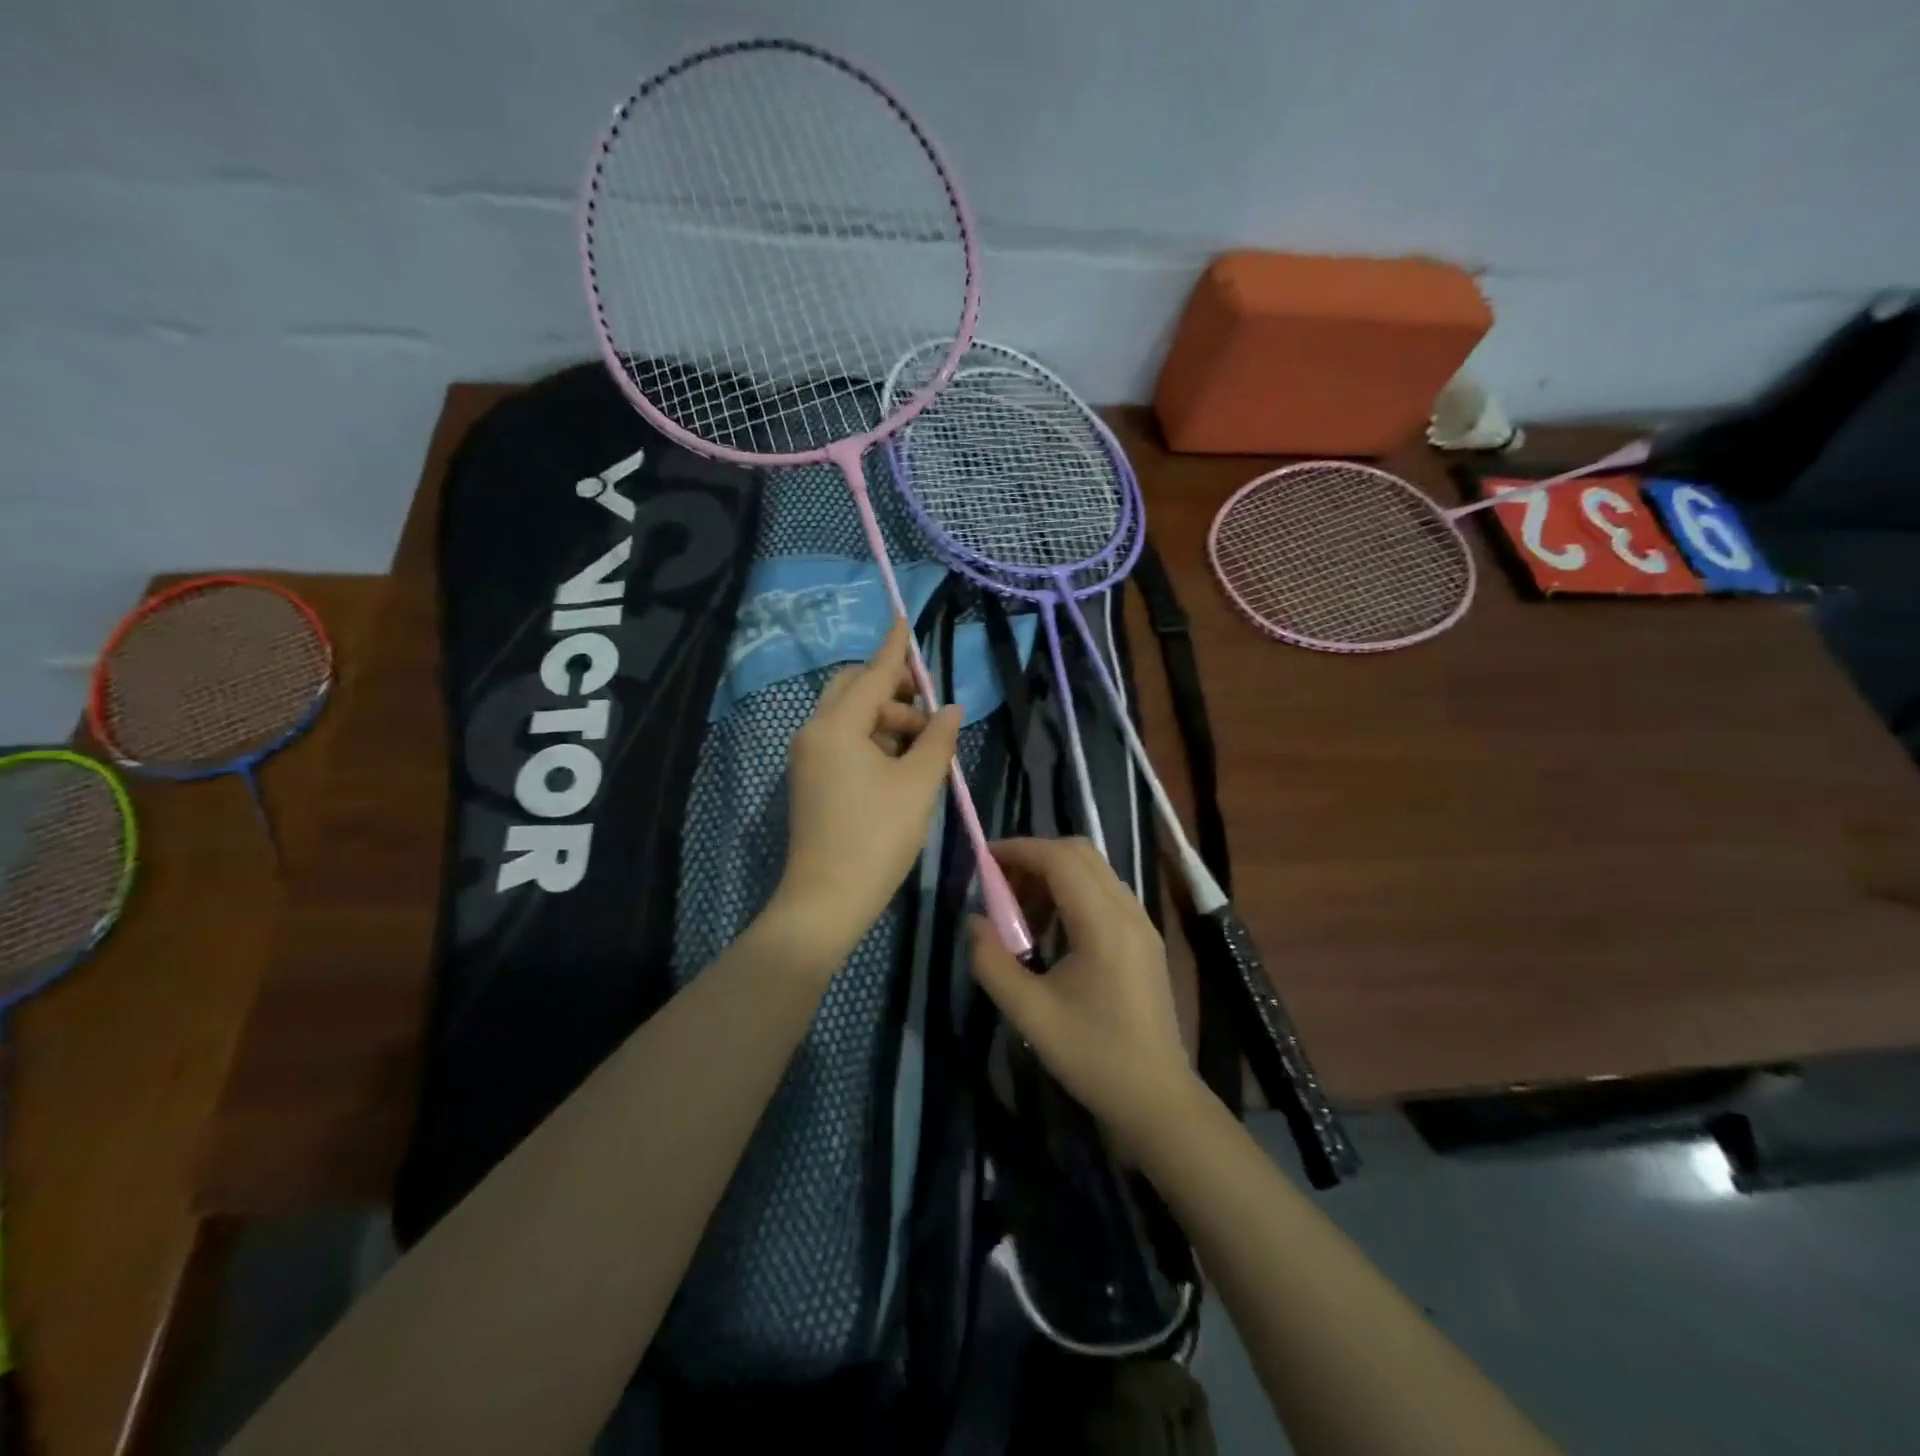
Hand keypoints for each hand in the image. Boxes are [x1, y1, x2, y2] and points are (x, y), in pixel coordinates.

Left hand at [773, 620, 962, 962]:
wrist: (827, 899)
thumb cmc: (877, 837)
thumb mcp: (918, 785)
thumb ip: (937, 740)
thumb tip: (950, 710)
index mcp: (837, 727)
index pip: (872, 674)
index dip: (894, 648)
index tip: (903, 618)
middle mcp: (814, 732)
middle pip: (853, 690)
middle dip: (892, 690)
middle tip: (928, 710)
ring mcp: (808, 757)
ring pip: (849, 717)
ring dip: (886, 719)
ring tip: (924, 746)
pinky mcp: (810, 779)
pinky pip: (842, 741)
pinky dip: (871, 740)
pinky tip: (900, 762)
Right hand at [969, 838, 1199, 1142]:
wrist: (1157, 1098)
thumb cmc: (1093, 1057)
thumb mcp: (1030, 1015)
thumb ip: (993, 963)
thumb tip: (974, 922)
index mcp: (1104, 925)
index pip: (1061, 860)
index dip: (1020, 850)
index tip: (984, 860)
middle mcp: (1128, 912)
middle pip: (1080, 853)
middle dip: (1035, 856)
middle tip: (999, 884)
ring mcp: (1141, 923)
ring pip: (1094, 870)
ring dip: (1053, 873)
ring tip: (1018, 908)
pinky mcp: (1144, 938)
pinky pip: (1104, 892)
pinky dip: (1072, 891)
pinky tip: (1050, 928)